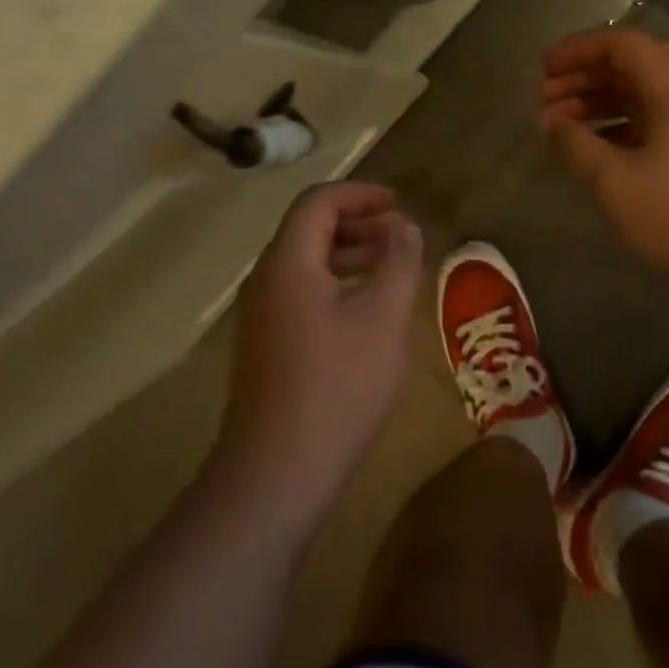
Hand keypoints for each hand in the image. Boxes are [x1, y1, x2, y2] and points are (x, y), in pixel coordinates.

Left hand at [218, 182, 422, 521]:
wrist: (276, 473)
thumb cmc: (337, 387)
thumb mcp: (383, 319)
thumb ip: (399, 263)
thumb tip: (406, 227)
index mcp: (288, 263)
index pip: (318, 202)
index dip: (360, 194)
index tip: (398, 203)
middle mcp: (266, 280)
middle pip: (309, 229)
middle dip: (358, 223)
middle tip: (402, 236)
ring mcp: (262, 316)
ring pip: (307, 263)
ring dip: (349, 255)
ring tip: (392, 268)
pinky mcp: (266, 346)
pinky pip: (302, 293)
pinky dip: (337, 284)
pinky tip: (366, 311)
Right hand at [540, 29, 668, 298]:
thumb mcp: (614, 180)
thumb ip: (576, 144)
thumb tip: (551, 122)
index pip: (621, 44)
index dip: (578, 50)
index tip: (543, 70)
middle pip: (630, 67)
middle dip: (582, 77)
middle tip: (542, 100)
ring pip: (639, 96)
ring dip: (597, 103)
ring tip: (558, 125)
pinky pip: (650, 121)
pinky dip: (616, 126)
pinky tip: (592, 148)